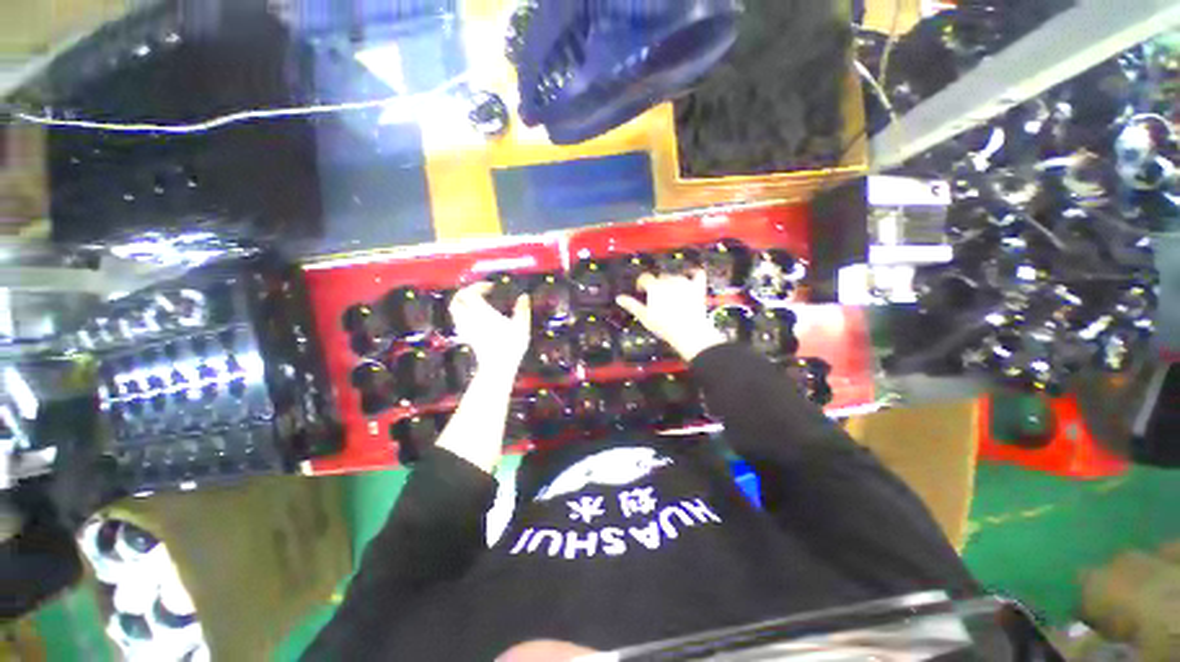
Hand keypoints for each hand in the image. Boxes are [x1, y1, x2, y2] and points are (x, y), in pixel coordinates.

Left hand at [450, 282, 530, 376]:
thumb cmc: (511, 345)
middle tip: (479, 292)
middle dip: (465, 292)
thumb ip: (522, 309)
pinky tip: (475, 318)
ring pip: (455, 310)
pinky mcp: (467, 337)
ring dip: (463, 302)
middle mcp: (470, 319)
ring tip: (476, 303)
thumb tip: (524, 296)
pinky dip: (464, 314)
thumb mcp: (521, 326)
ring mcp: (466, 329)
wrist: (498, 366)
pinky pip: (459, 321)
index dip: (478, 286)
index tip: (491, 287)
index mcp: (482, 313)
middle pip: (457, 300)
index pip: (470, 293)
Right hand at [615, 270, 726, 361]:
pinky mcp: (698, 287)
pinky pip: (697, 273)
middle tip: (656, 297)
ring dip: (671, 281)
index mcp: (654, 286)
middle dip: (657, 284)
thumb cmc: (663, 325)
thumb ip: (631, 305)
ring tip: (670, 293)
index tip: (640, 291)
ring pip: (675, 276)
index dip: (641, 283)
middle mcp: (669, 280)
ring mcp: (685, 282)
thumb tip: (618, 298)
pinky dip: (693, 273)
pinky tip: (690, 275)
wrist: (688, 331)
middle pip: (660, 277)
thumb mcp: (644, 316)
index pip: (645, 277)